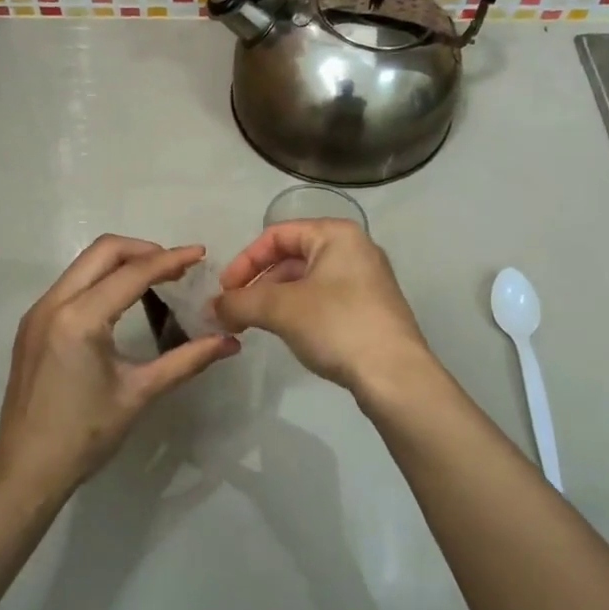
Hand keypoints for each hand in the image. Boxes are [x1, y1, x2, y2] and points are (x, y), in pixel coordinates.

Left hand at [0, 236, 237, 497]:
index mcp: (80, 319)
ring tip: (156, 279)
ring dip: (122, 262)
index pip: (132, 273)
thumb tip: (230, 343)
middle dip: (144, 250)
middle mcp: (54, 303)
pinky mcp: (32, 323)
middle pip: (103, 251)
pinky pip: (72, 283)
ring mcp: (38, 311)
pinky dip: (101, 279)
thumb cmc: (85, 434)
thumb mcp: (140, 393)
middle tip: (177, 266)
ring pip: (85, 263)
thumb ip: (187, 360)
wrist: (25, 469)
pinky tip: (123, 300)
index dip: (170, 260)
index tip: (200, 254)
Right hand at [214, 221, 433, 400]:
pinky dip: (297, 311)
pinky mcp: (370, 309)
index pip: (277, 235)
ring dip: (274, 299)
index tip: (225, 292)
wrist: (395, 375)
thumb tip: (213, 308)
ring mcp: (366, 280)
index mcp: (336, 234)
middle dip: (258, 283)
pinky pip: (323, 299)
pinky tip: (287, 334)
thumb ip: (240, 302)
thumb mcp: (280, 309)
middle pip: (291, 257)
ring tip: (254, 325)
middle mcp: (354, 249)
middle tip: (235, 312)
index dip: (245, 260)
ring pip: (306, 281)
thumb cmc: (337, 325)